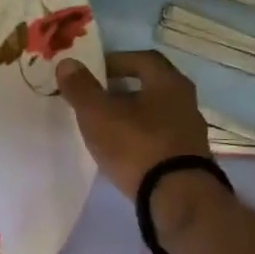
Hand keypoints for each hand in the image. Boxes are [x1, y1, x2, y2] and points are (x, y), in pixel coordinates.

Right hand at [56, 51, 211, 199]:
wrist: (175, 194)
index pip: (143, 59)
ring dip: (130, 115)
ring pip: (154, 113)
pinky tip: (121, 150)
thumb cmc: (136, 145)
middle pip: (150, 86)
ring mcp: (188, 131)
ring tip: (103, 126)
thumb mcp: (98, 114)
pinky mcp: (186, 157)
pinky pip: (157, 137)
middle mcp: (185, 101)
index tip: (91, 72)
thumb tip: (66, 62)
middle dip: (121, 89)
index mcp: (168, 83)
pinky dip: (138, 137)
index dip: (115, 61)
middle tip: (94, 98)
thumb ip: (81, 88)